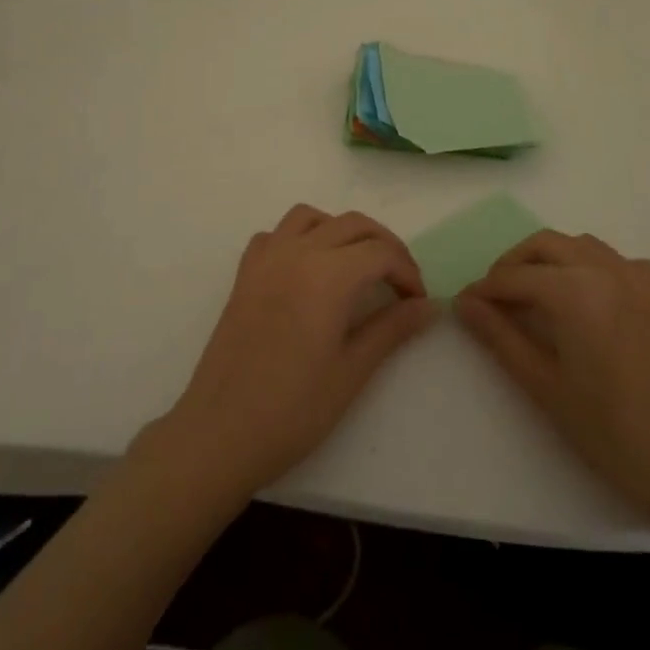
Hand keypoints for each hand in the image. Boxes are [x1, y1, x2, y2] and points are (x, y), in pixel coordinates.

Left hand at [142, 205, 435, 501]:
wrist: (220, 432)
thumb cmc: (293, 409)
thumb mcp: (352, 371)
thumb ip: (392, 329)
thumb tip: (429, 305)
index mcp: (328, 274)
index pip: (381, 252)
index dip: (407, 272)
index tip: (418, 302)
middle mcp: (298, 252)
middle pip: (353, 224)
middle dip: (384, 246)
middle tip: (400, 283)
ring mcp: (266, 258)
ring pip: (312, 217)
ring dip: (342, 231)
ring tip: (357, 266)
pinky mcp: (245, 273)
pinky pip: (277, 234)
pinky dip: (300, 238)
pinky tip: (308, 270)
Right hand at [455, 230, 649, 530]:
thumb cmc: (612, 432)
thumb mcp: (545, 386)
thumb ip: (500, 337)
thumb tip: (465, 303)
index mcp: (574, 290)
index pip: (515, 277)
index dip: (484, 290)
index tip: (464, 305)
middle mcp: (604, 270)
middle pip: (544, 245)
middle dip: (513, 264)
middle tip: (494, 298)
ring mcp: (637, 278)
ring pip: (580, 245)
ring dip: (549, 258)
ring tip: (533, 294)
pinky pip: (616, 261)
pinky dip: (591, 265)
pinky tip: (587, 296)